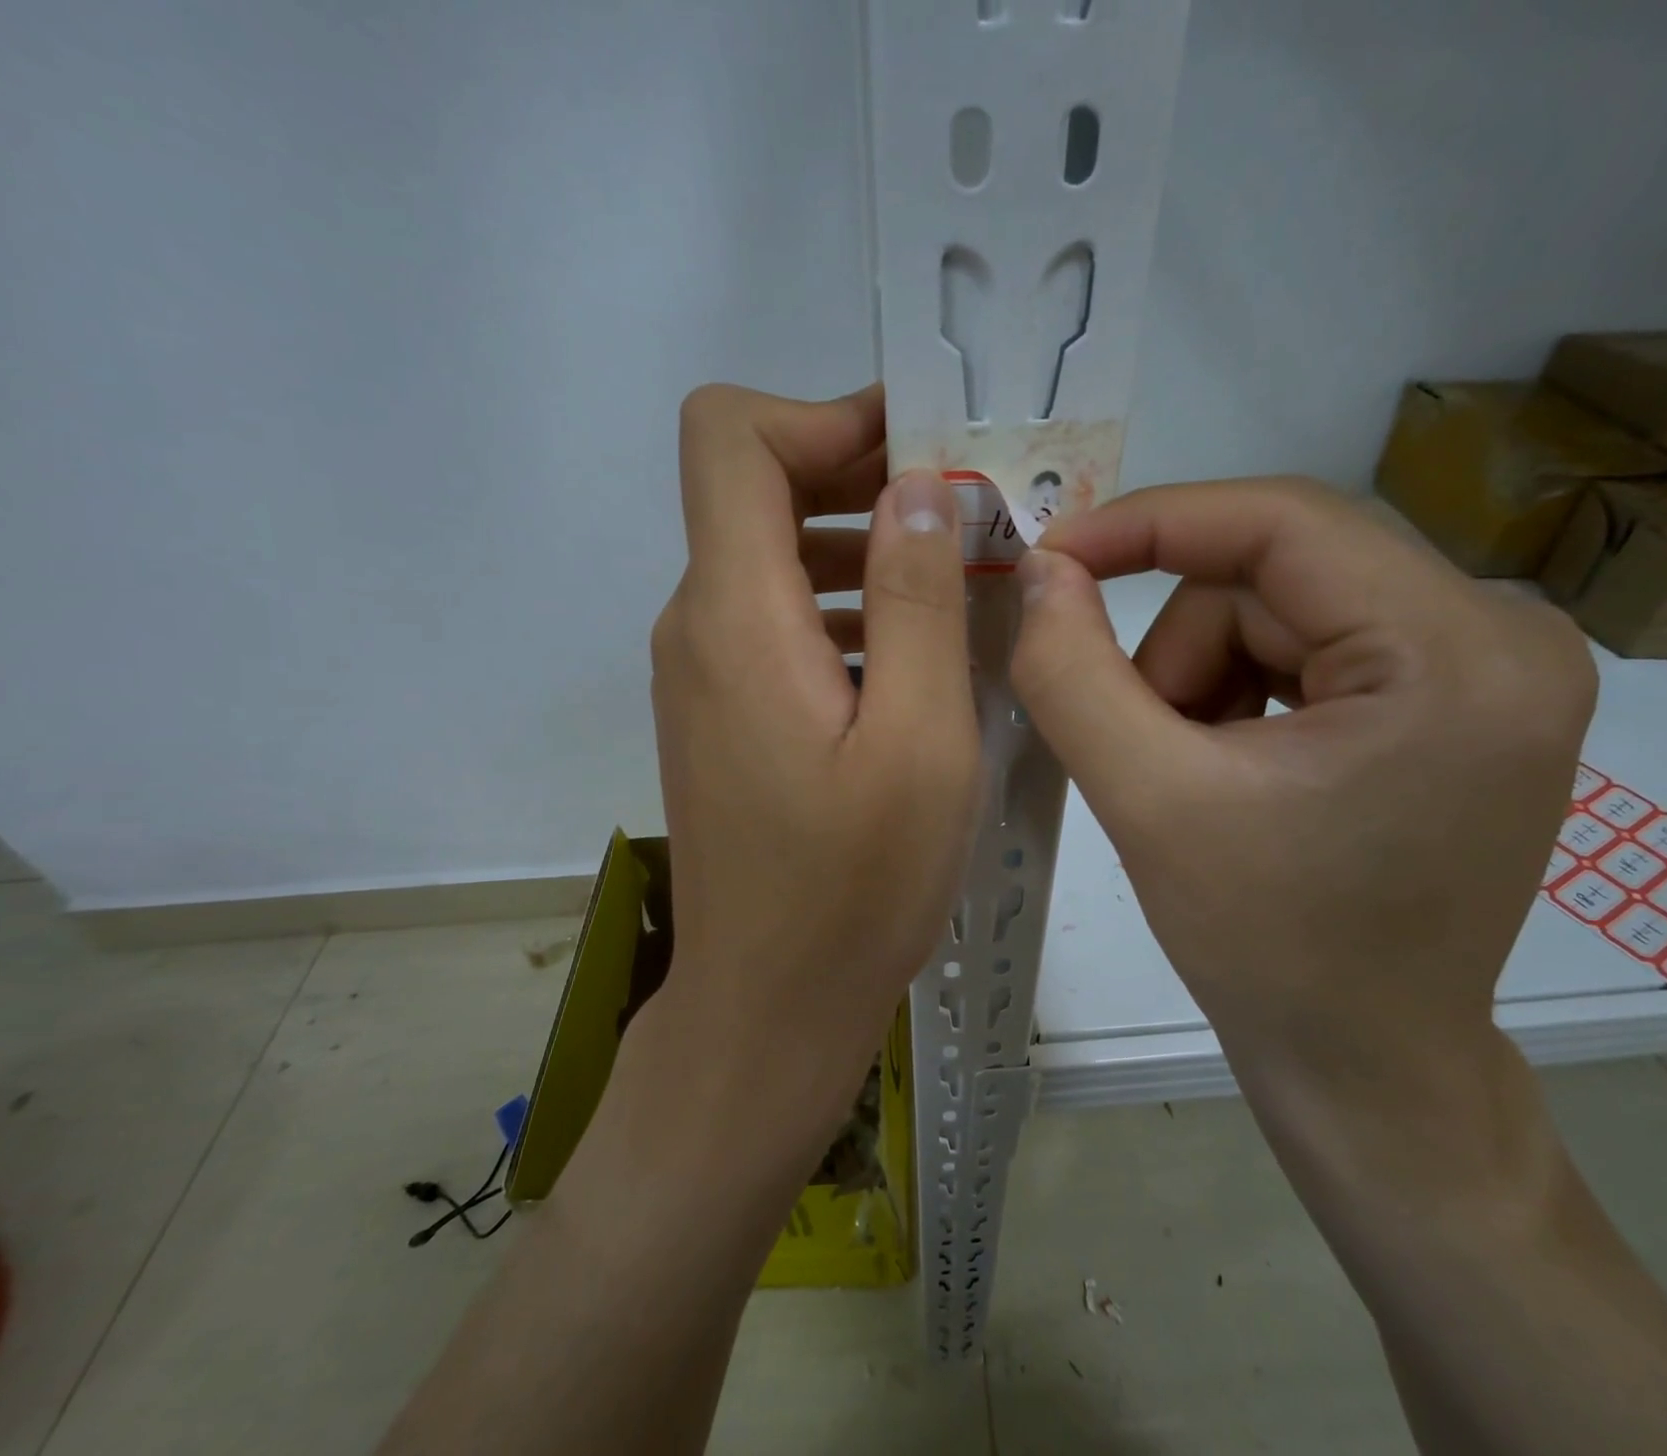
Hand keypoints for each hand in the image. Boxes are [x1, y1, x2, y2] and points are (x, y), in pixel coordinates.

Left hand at [648, 384, 978, 1128]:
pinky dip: (846, 606)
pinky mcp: (723, 711)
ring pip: (775, 556)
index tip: (919, 450)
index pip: (731, 436)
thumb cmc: (854, 888)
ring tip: (961, 583)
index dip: (823, 414)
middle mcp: (699, 625)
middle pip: (757, 487)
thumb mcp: (919, 742)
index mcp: (736, 615)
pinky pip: (779, 619)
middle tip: (968, 512)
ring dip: (865, 547)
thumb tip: (918, 490)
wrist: (769, 1005)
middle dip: (863, 475)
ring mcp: (704, 671)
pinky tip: (914, 654)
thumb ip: (919, 601)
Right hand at [1009, 478, 1596, 1084]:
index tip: (1052, 556)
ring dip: (1201, 679)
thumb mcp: (1147, 802)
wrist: (1365, 1065)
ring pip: (1280, 611)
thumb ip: (1072, 673)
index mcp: (1457, 654)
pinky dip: (1238, 694)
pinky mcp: (1457, 698)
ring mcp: (1489, 668)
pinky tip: (1227, 769)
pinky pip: (1309, 646)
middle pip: (1274, 577)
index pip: (1281, 521)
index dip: (1149, 523)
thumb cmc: (1267, 950)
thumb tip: (1041, 571)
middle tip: (1138, 746)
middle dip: (1177, 651)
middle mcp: (1502, 637)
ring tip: (1184, 774)